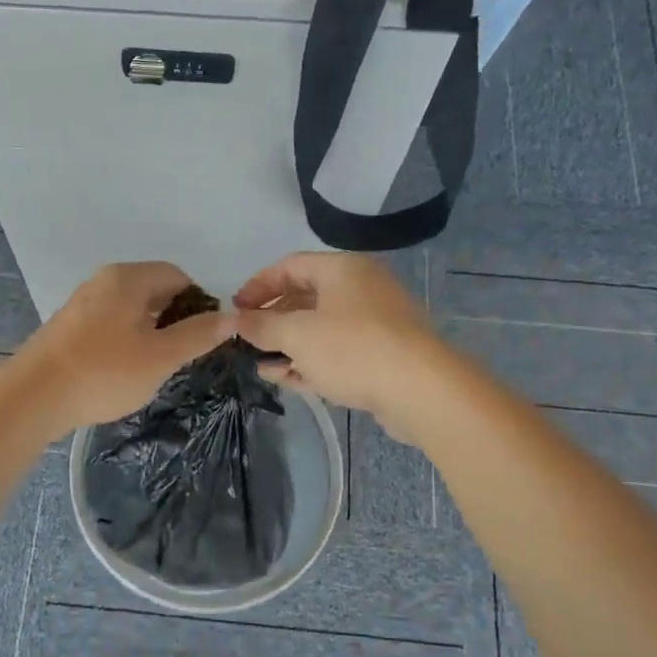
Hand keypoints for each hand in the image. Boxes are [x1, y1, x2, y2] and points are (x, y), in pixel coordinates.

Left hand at [19, 262, 234, 431]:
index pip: (177, 276)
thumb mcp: (161, 356)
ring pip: (129, 309)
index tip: (203, 337)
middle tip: (180, 356)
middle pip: (152, 290)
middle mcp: (103, 281)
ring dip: (148, 332)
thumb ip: (198, 335)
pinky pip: (108, 324)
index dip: (199, 303)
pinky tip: (121, 371)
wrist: (33, 397)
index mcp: (128, 278)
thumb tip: (232, 317)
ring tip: (153, 367)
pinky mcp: (67, 327)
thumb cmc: (104, 372)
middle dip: (173, 319)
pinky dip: (124, 340)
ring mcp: (81, 303)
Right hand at [233, 252, 453, 437]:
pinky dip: (313, 361)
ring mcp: (375, 322)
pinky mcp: (383, 354)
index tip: (236, 310)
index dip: (258, 286)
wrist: (420, 390)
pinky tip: (289, 380)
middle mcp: (361, 288)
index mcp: (342, 269)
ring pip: (321, 329)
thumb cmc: (352, 348)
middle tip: (250, 340)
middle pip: (306, 298)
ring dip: (290, 347)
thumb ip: (263, 326)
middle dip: (274, 321)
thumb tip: (237, 320)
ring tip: (265, 366)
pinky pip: (339, 351)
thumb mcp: (297, 335)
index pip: (289, 266)